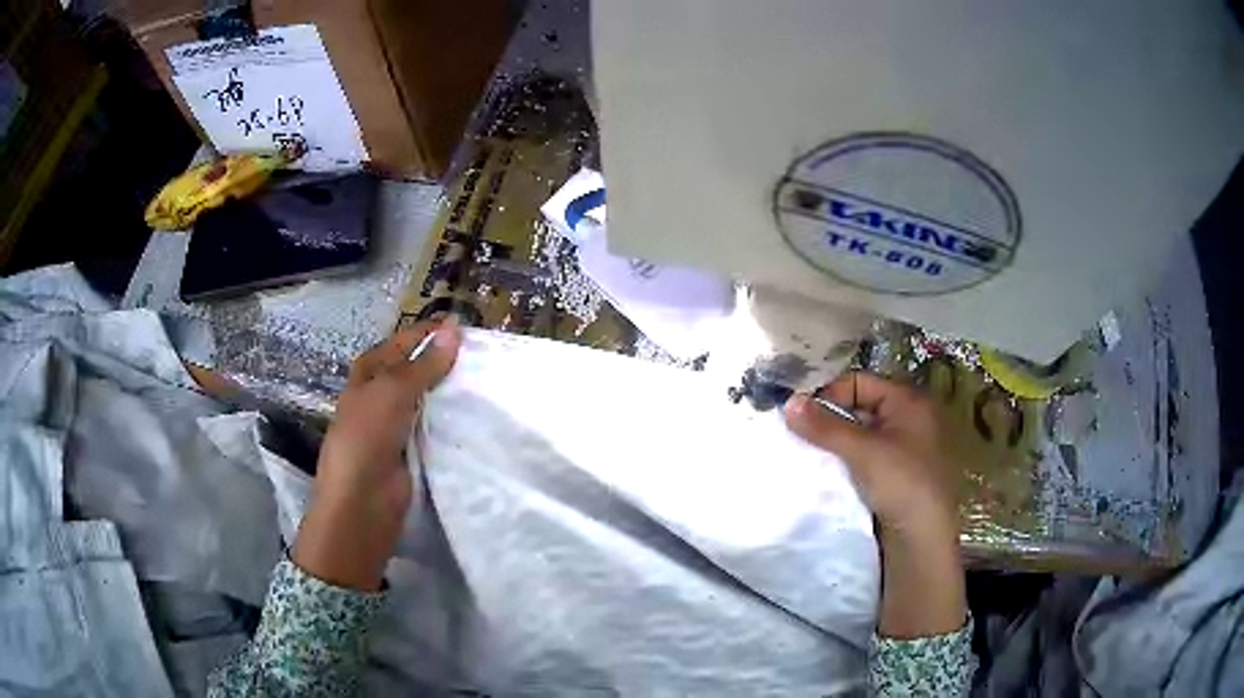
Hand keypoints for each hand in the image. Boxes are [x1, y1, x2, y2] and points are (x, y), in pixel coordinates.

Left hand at [292, 319, 461, 591]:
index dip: (428, 334)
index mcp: (368, 373)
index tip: (465, 328)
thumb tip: (454, 328)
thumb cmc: (368, 434)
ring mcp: (396, 424)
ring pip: (428, 399)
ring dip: (450, 392)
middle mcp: (380, 395)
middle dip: (443, 362)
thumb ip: (425, 363)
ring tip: (486, 380)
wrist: (363, 499)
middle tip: (483, 355)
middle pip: (416, 370)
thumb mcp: (393, 390)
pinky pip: (435, 427)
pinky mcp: (412, 450)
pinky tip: (476, 414)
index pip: (402, 343)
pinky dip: (452, 420)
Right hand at [784, 372, 957, 538]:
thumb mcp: (863, 451)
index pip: (859, 382)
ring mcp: (904, 447)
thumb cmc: (901, 483)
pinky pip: (865, 456)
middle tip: (799, 435)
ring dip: (836, 443)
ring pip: (860, 434)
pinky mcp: (897, 473)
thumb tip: (789, 402)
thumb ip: (825, 427)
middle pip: (859, 406)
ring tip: (809, 454)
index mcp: (909, 401)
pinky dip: (846, 460)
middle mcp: (909, 417)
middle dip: (829, 419)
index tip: (800, 416)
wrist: (923, 538)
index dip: (829, 394)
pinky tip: (828, 472)